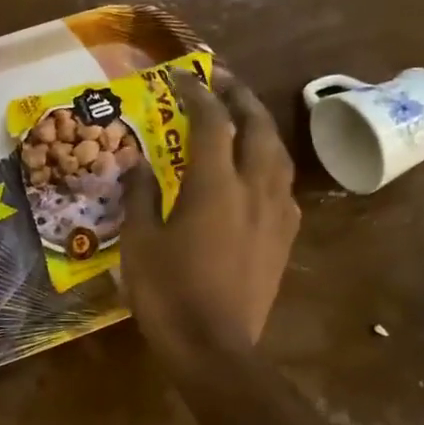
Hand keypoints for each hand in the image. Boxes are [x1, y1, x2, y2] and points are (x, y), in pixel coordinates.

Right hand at [119, 66, 300, 371]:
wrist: (214, 348)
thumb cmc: (168, 293)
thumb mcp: (140, 243)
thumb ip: (141, 196)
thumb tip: (139, 165)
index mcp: (215, 186)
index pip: (212, 122)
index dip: (197, 93)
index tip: (180, 77)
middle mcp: (255, 189)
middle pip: (258, 127)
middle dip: (240, 97)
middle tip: (221, 81)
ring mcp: (276, 214)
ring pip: (279, 154)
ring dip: (261, 127)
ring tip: (243, 117)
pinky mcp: (284, 238)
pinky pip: (283, 186)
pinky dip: (269, 163)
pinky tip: (256, 172)